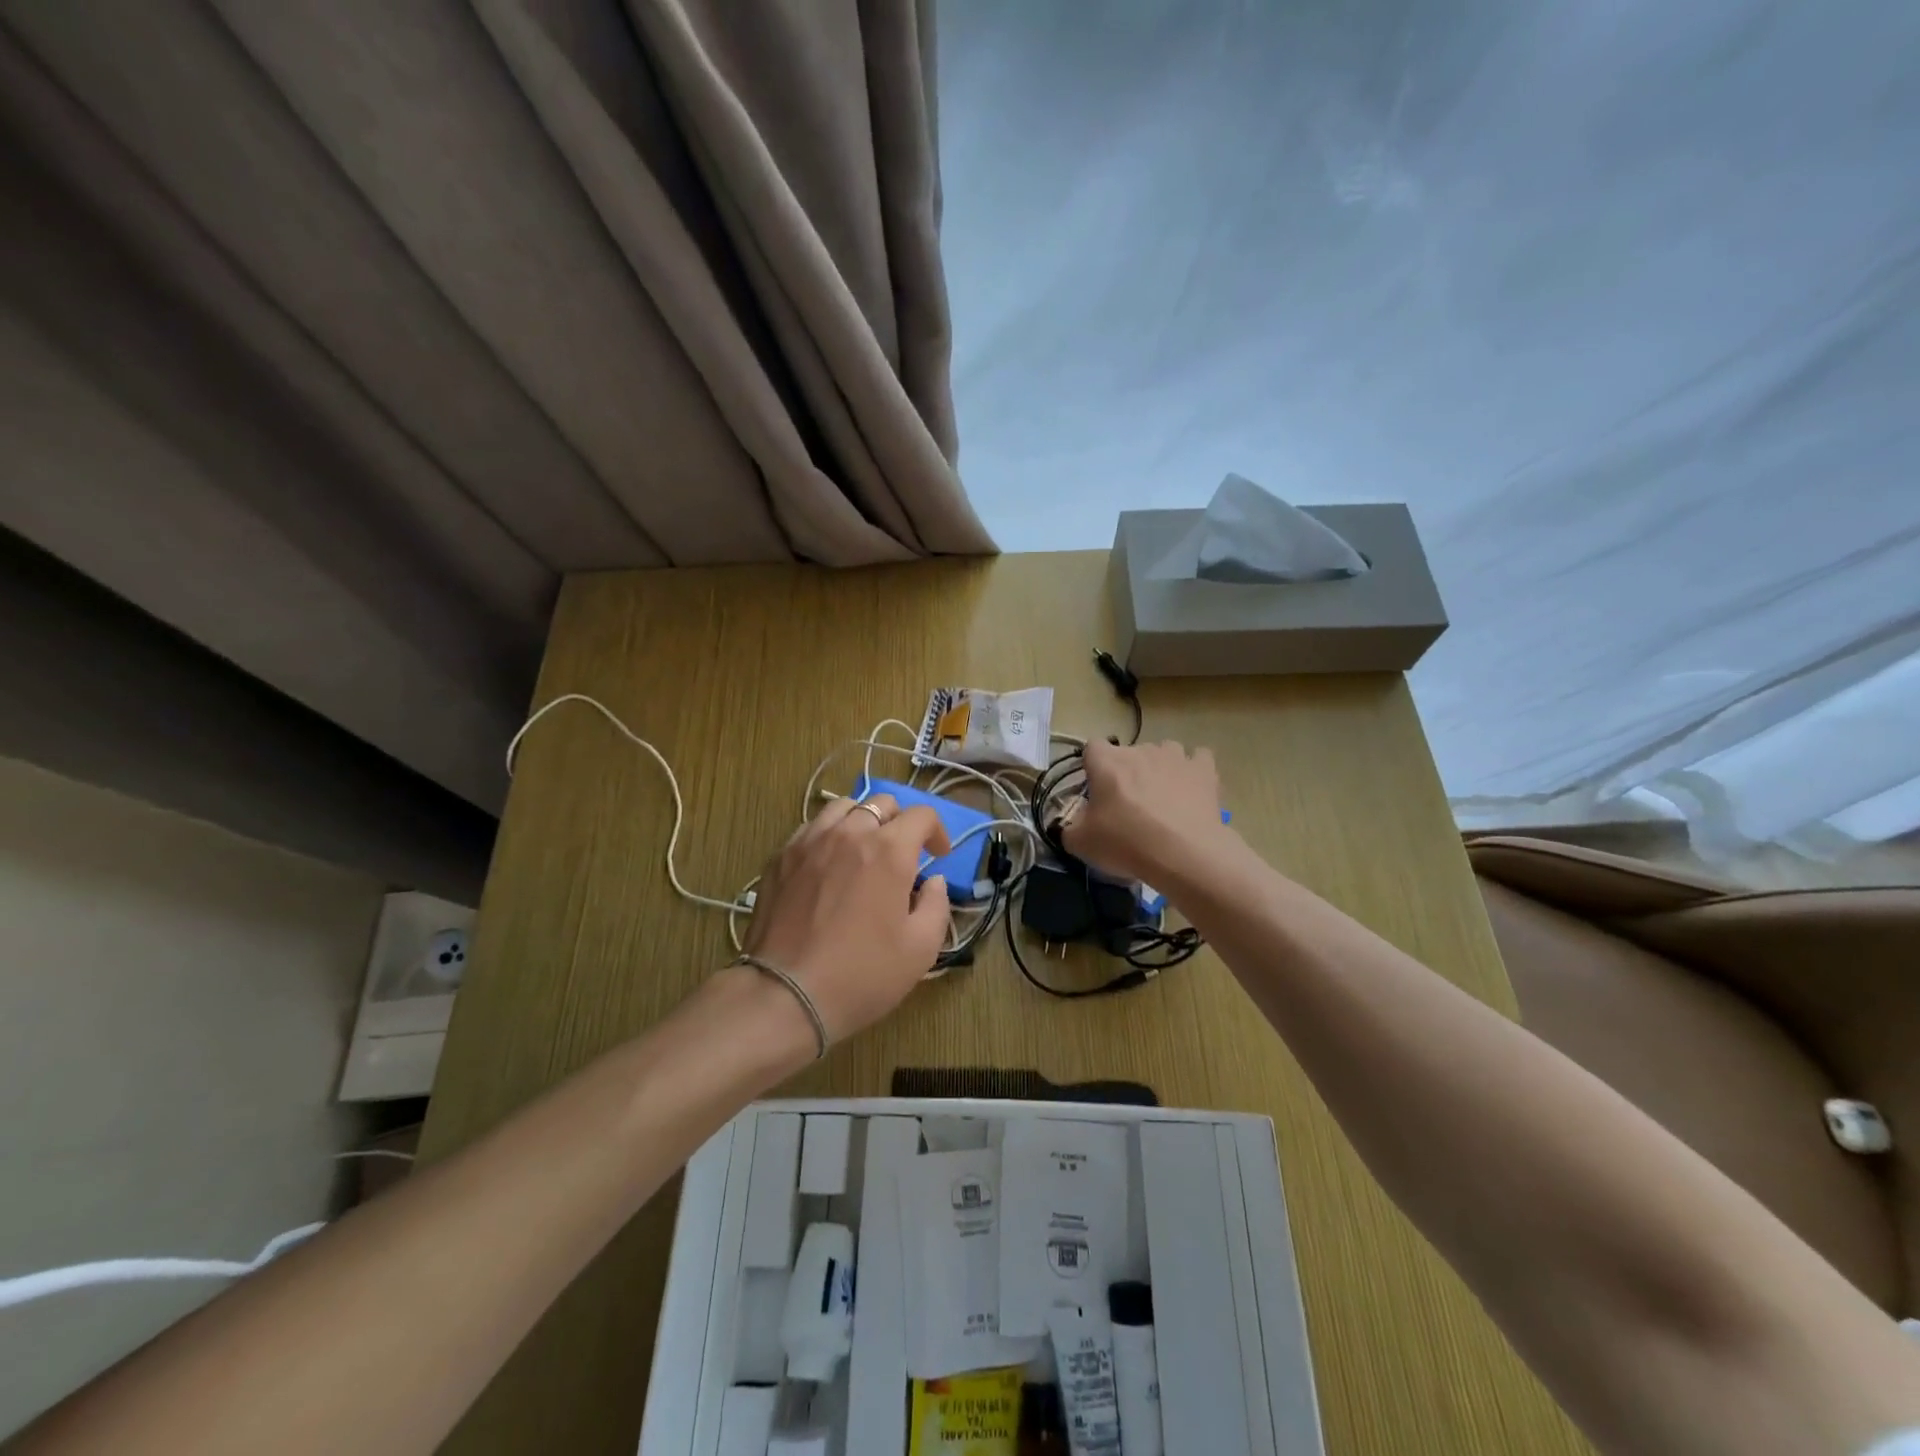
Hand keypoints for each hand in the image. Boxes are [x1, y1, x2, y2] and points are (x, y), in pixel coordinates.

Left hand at [742, 795, 953, 1043]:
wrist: (784, 994)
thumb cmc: (861, 974)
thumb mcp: (920, 950)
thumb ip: (937, 906)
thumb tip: (934, 882)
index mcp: (889, 850)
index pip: (921, 815)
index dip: (937, 831)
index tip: (938, 857)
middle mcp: (850, 833)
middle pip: (882, 803)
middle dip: (900, 822)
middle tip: (903, 854)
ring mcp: (810, 841)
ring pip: (843, 807)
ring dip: (862, 820)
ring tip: (863, 849)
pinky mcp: (781, 857)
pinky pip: (811, 827)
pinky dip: (828, 834)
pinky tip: (828, 863)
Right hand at [1060, 739, 1230, 883]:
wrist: (1183, 854)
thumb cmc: (1126, 843)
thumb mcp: (1081, 843)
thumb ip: (1068, 829)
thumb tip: (1069, 826)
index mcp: (1106, 762)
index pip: (1092, 747)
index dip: (1093, 767)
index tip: (1096, 790)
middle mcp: (1139, 750)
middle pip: (1128, 753)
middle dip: (1127, 772)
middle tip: (1128, 805)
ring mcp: (1174, 756)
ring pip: (1163, 751)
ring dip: (1160, 768)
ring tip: (1163, 797)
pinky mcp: (1203, 769)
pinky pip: (1197, 759)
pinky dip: (1193, 770)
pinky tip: (1191, 789)